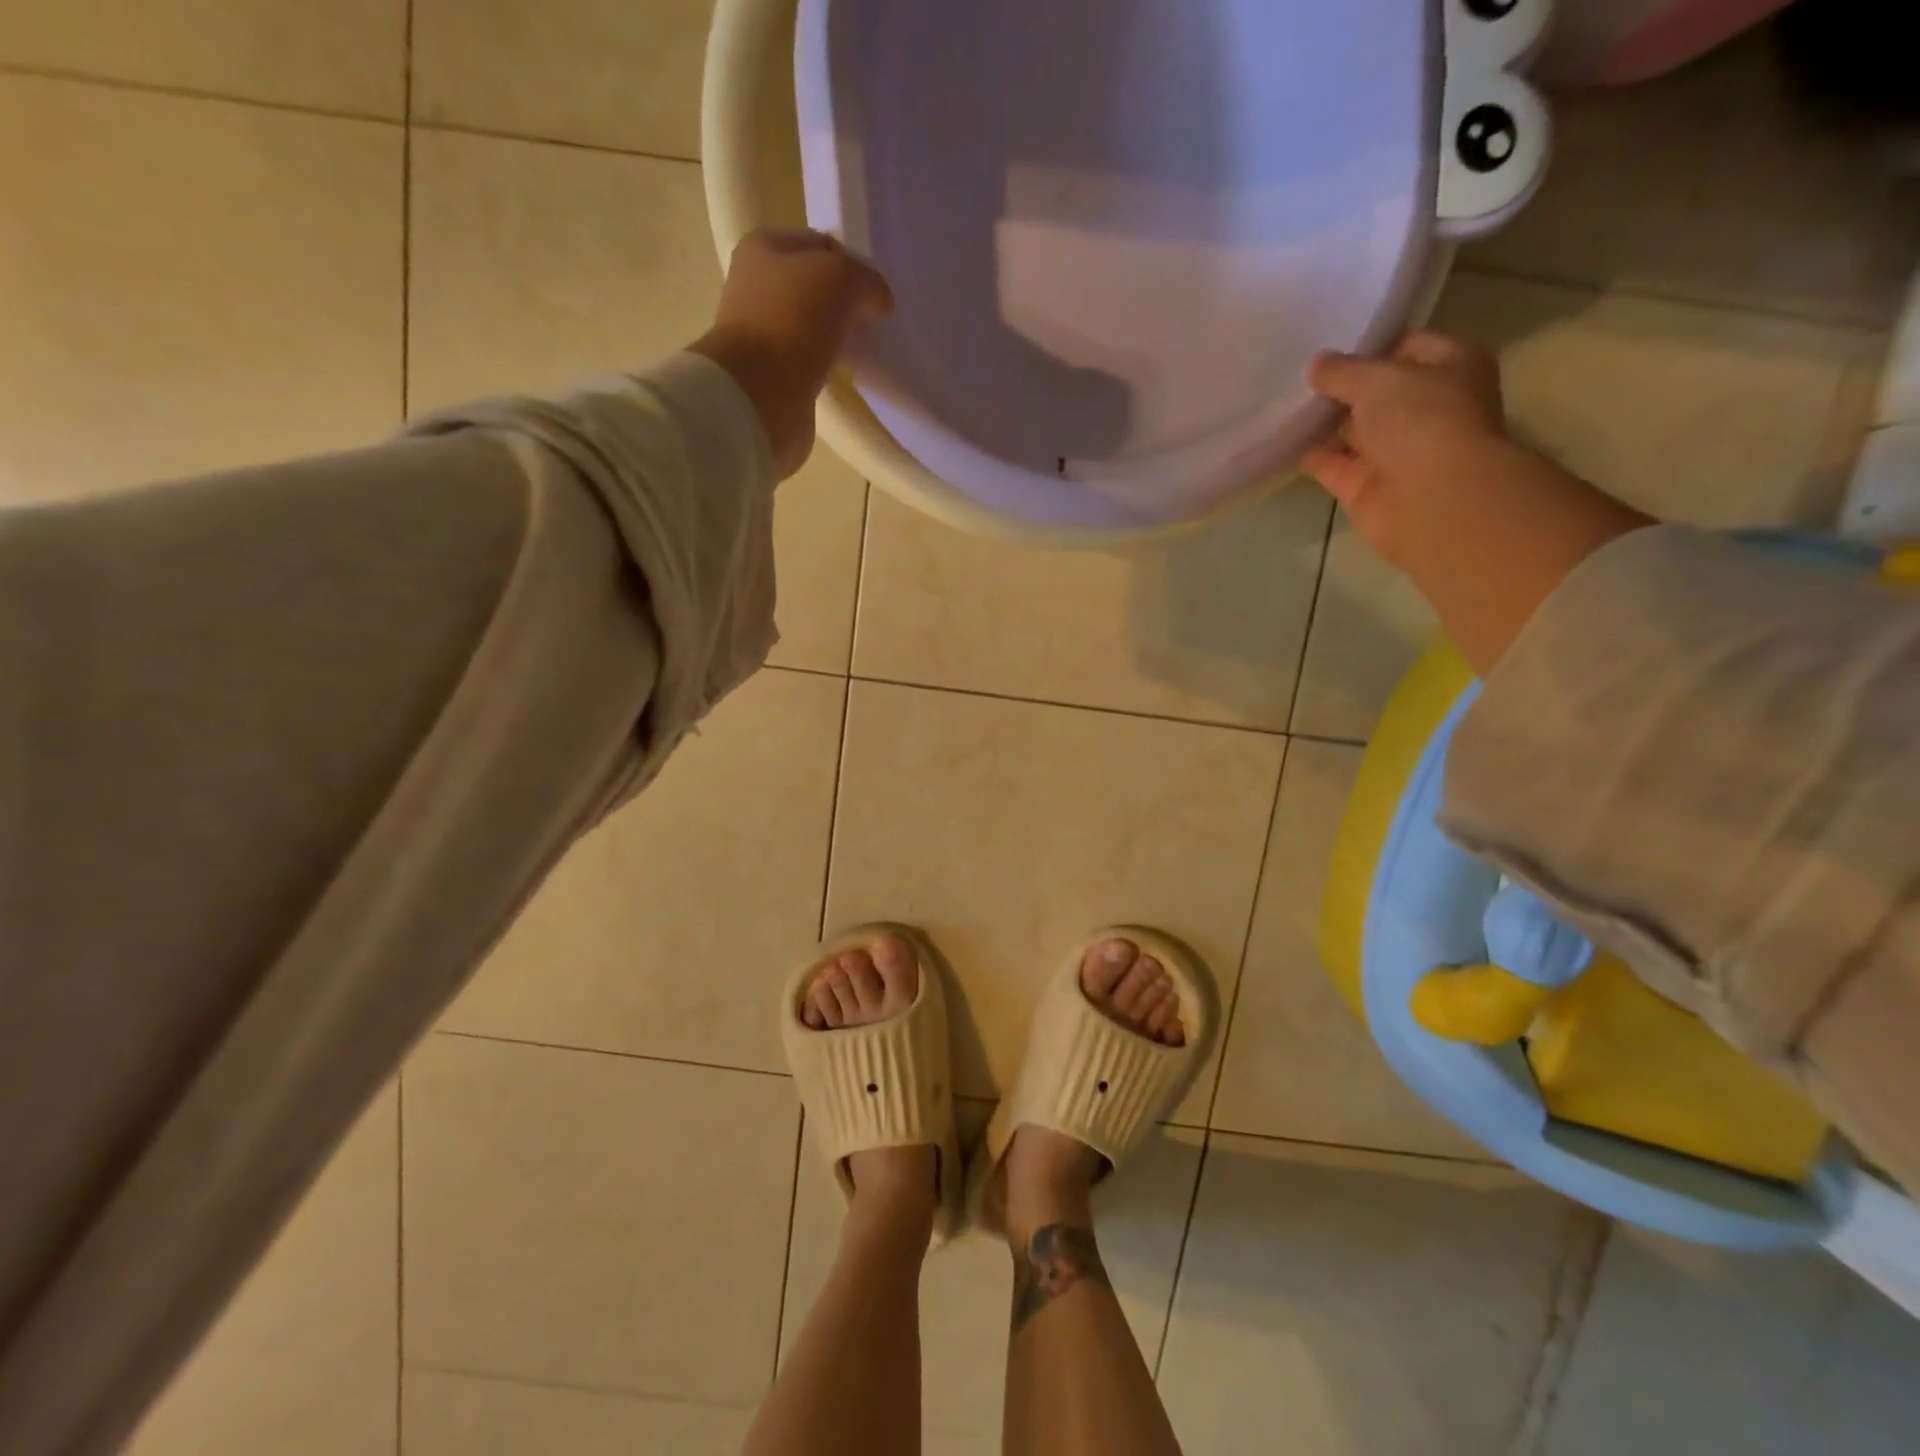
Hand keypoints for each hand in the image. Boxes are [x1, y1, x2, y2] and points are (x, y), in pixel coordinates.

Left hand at [690, 228, 893, 477]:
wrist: (759, 396)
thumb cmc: (794, 322)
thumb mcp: (841, 278)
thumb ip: (867, 281)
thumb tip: (878, 302)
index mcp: (764, 247)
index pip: (822, 245)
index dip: (854, 265)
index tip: (877, 295)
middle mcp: (756, 285)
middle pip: (815, 287)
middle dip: (845, 303)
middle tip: (873, 323)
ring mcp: (761, 333)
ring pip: (812, 326)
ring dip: (836, 337)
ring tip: (863, 350)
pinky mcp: (770, 375)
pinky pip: (808, 362)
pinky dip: (826, 367)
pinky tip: (843, 374)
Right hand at [1302, 332, 1508, 573]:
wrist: (1431, 500)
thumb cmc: (1422, 422)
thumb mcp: (1378, 379)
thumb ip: (1342, 371)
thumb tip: (1316, 365)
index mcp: (1450, 369)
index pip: (1405, 347)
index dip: (1368, 348)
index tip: (1327, 348)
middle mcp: (1427, 409)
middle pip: (1376, 393)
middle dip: (1339, 387)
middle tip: (1294, 376)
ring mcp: (1396, 451)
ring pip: (1352, 430)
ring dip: (1321, 422)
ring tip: (1281, 404)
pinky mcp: (1367, 486)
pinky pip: (1332, 465)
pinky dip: (1310, 455)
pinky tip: (1281, 440)